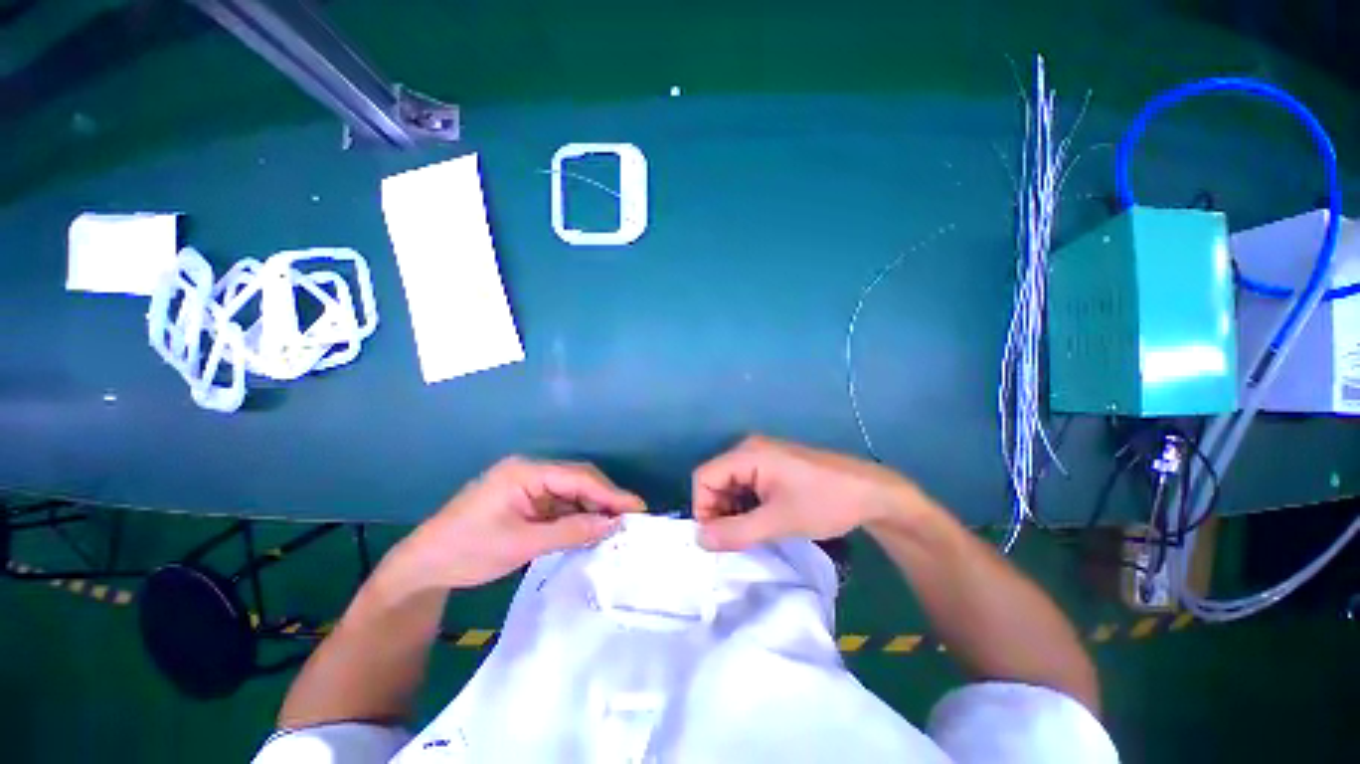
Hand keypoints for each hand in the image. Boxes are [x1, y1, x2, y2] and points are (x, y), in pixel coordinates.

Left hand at [381, 457, 644, 593]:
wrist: (423, 568)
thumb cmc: (469, 551)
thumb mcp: (522, 543)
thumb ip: (570, 531)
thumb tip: (612, 525)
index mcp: (526, 472)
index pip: (578, 477)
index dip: (610, 493)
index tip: (637, 508)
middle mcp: (530, 472)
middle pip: (577, 480)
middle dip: (604, 499)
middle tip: (630, 519)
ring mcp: (527, 486)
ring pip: (570, 493)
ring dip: (591, 509)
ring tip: (615, 526)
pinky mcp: (525, 500)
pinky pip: (559, 504)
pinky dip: (576, 516)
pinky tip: (590, 528)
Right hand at [691, 435, 920, 550]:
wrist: (871, 493)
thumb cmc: (823, 503)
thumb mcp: (777, 522)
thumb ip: (735, 533)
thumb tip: (698, 541)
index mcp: (747, 454)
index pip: (704, 477)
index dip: (703, 508)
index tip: (718, 538)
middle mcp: (750, 449)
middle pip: (716, 480)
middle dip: (719, 511)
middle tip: (737, 539)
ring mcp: (763, 456)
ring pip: (731, 485)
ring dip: (733, 510)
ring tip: (752, 533)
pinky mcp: (774, 466)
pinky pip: (747, 484)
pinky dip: (747, 505)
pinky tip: (763, 521)